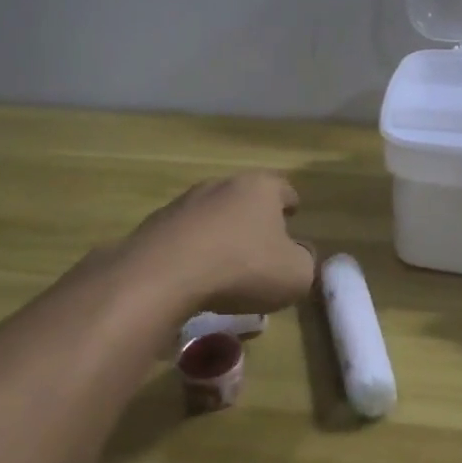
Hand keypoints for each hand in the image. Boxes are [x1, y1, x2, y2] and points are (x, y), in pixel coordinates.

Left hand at [118, 172, 316, 315]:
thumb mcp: (295, 275)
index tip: (293, 218)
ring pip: (212, 216)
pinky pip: (184, 237)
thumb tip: (300, 255)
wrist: (164, 275)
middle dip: (254, 220)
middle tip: (262, 248)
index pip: (284, 189)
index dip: (291, 205)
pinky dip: (193, 252)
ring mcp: (184, 202)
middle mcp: (222, 185)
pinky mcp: (156, 225)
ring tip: (226, 267)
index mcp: (260, 188)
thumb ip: (305, 263)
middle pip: (245, 199)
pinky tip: (194, 278)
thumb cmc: (243, 267)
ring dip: (221, 235)